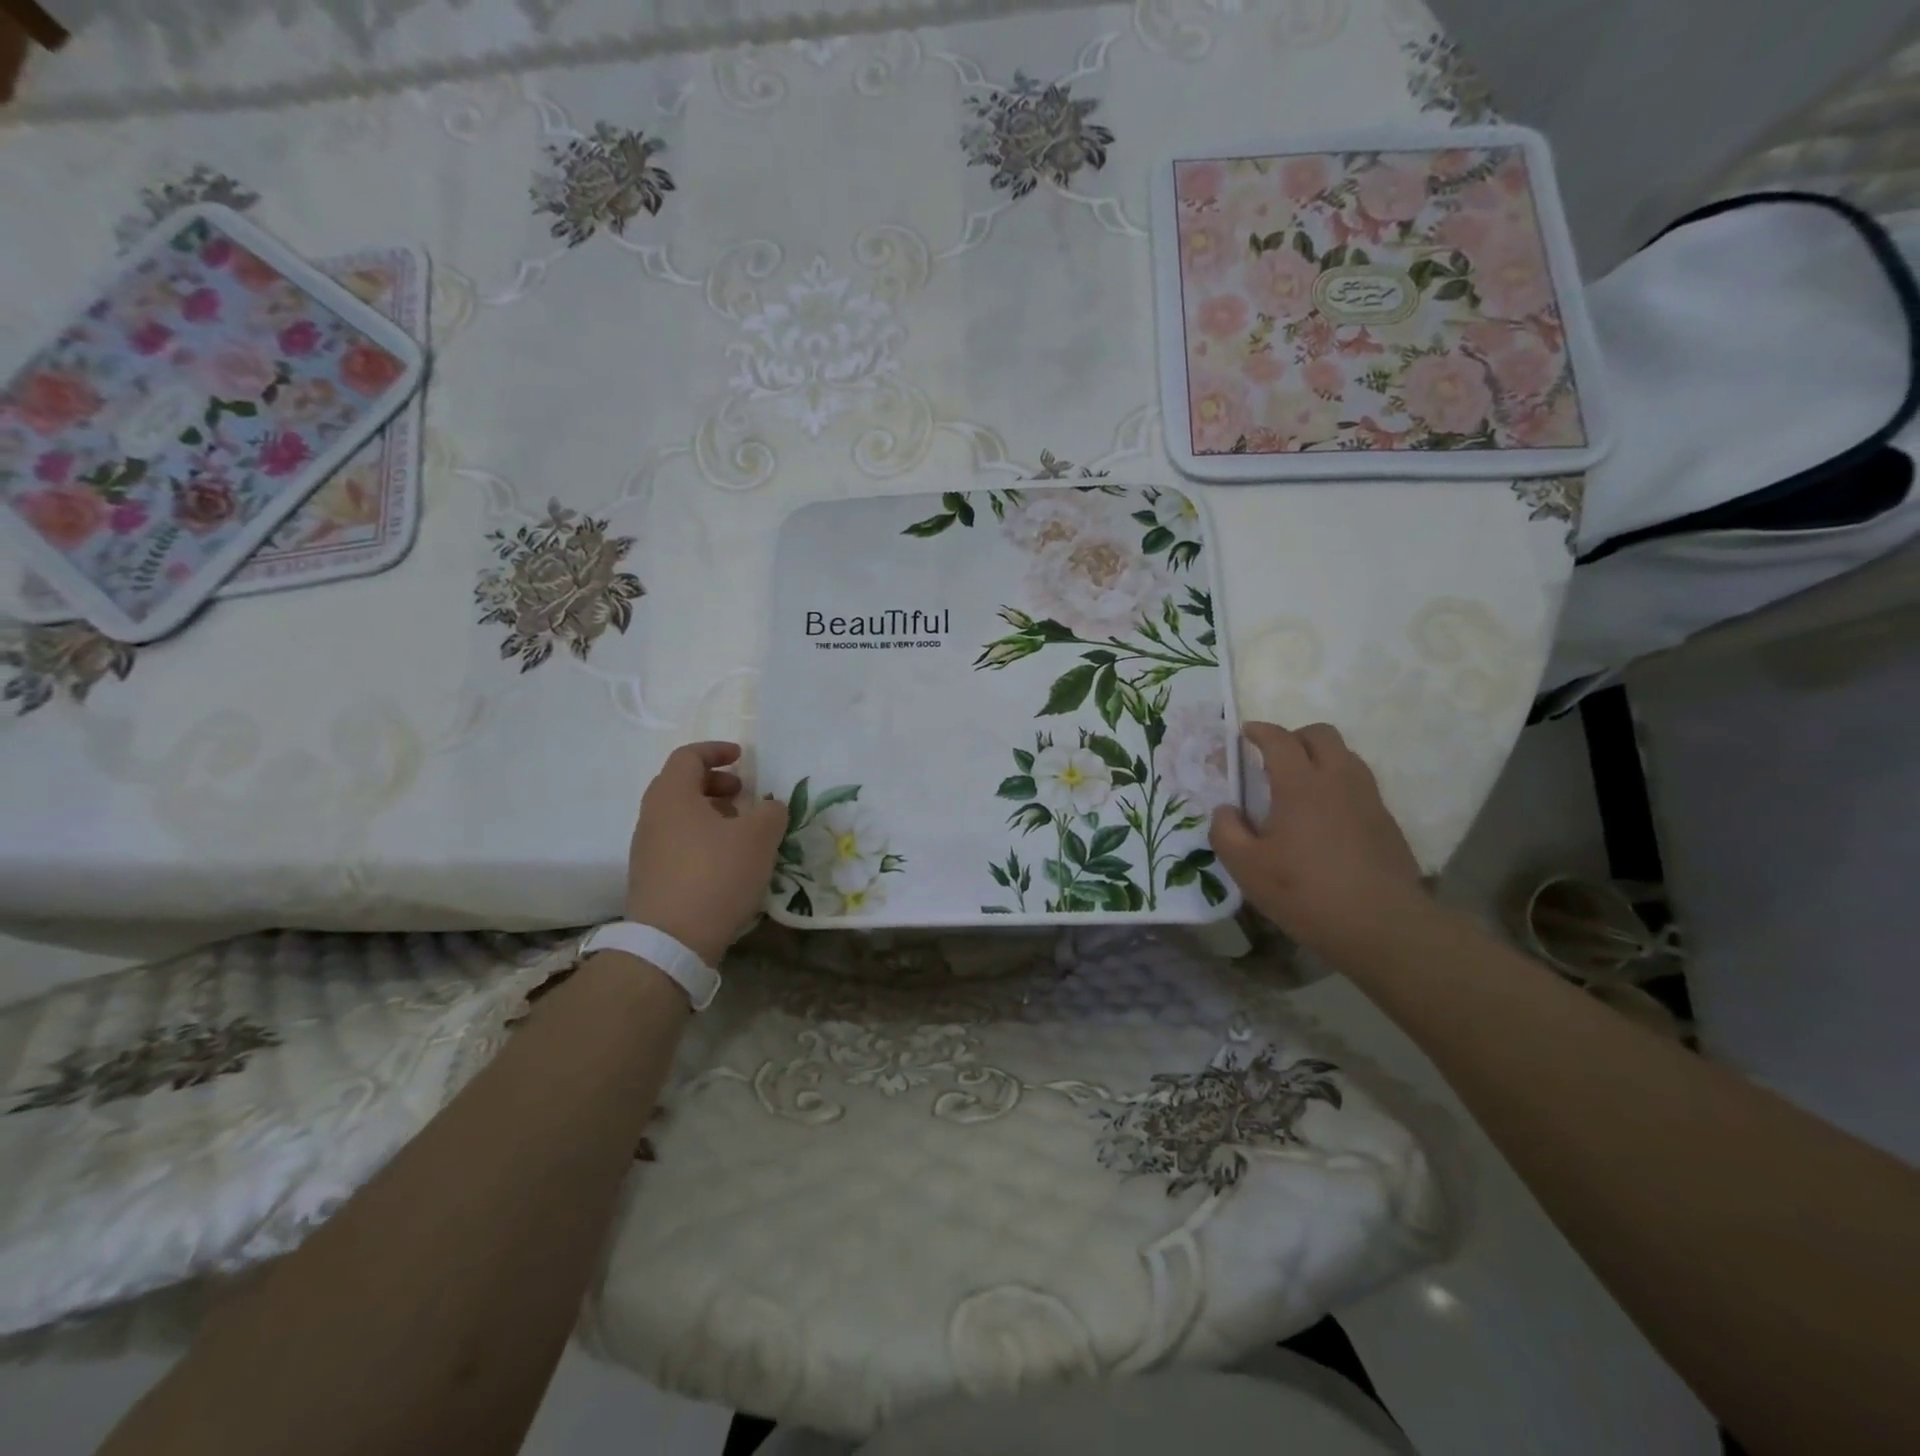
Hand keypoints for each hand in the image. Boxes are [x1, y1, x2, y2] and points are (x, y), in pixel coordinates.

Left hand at [626, 742, 786, 966]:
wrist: (671, 942)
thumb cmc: (716, 875)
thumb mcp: (758, 838)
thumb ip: (770, 812)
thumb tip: (770, 807)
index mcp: (672, 795)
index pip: (688, 756)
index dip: (717, 751)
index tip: (743, 758)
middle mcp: (652, 816)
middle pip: (680, 784)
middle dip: (715, 783)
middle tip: (744, 794)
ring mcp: (646, 848)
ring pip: (679, 815)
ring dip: (711, 813)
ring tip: (741, 830)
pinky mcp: (651, 877)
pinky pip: (677, 842)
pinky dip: (702, 837)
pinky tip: (727, 861)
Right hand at [1210, 721, 1427, 962]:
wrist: (1382, 925)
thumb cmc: (1305, 892)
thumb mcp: (1247, 868)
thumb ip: (1226, 832)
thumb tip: (1226, 810)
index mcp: (1301, 785)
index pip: (1280, 740)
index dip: (1260, 731)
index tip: (1245, 732)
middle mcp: (1338, 780)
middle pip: (1321, 735)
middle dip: (1294, 737)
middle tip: (1273, 758)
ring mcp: (1368, 799)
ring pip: (1346, 756)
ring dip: (1320, 757)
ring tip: (1299, 784)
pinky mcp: (1386, 821)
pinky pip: (1359, 783)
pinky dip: (1338, 783)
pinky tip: (1324, 816)